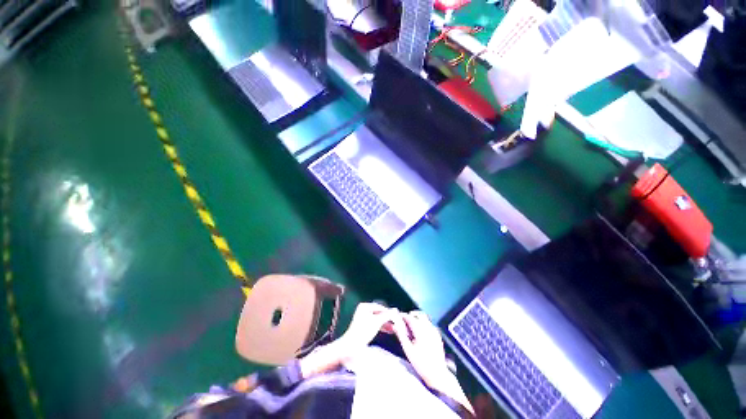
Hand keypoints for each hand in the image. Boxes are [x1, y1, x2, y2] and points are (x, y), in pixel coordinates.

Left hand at [336, 302, 397, 353]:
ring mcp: (364, 317)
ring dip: (387, 324)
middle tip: (398, 323)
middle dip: (389, 319)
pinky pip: (376, 324)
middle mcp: (364, 309)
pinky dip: (383, 327)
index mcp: (365, 306)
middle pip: (380, 313)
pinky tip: (391, 330)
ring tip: (396, 328)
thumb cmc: (363, 332)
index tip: (399, 317)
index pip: (381, 307)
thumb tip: (396, 310)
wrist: (351, 346)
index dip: (390, 312)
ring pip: (379, 319)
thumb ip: (387, 315)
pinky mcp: (365, 326)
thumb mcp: (377, 322)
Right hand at [391, 311, 448, 387]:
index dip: (403, 316)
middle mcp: (429, 328)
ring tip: (411, 327)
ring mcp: (434, 331)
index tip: (397, 317)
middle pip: (419, 315)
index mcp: (420, 331)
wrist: (437, 374)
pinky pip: (429, 324)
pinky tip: (419, 332)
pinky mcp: (438, 335)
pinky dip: (423, 324)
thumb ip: (401, 336)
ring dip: (417, 319)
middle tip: (404, 321)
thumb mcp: (408, 350)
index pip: (410, 317)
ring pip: (425, 318)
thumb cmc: (421, 363)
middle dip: (411, 315)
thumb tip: (395, 326)